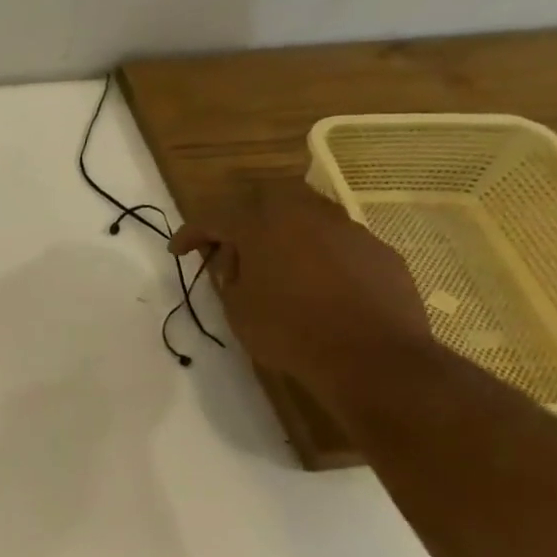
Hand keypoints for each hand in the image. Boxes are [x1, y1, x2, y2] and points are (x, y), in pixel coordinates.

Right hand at [170, 180, 432, 406]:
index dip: (191, 233)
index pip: (214, 218)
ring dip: (284, 234)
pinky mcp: (378, 250)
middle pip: (265, 200)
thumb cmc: (290, 332)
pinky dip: (319, 254)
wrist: (374, 357)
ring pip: (306, 216)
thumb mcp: (237, 308)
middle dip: (242, 219)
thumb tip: (234, 259)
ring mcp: (348, 229)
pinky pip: (338, 242)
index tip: (177, 251)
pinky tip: (318, 284)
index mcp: (262, 226)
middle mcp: (305, 215)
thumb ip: (228, 275)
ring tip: (276, 266)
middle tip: (232, 249)